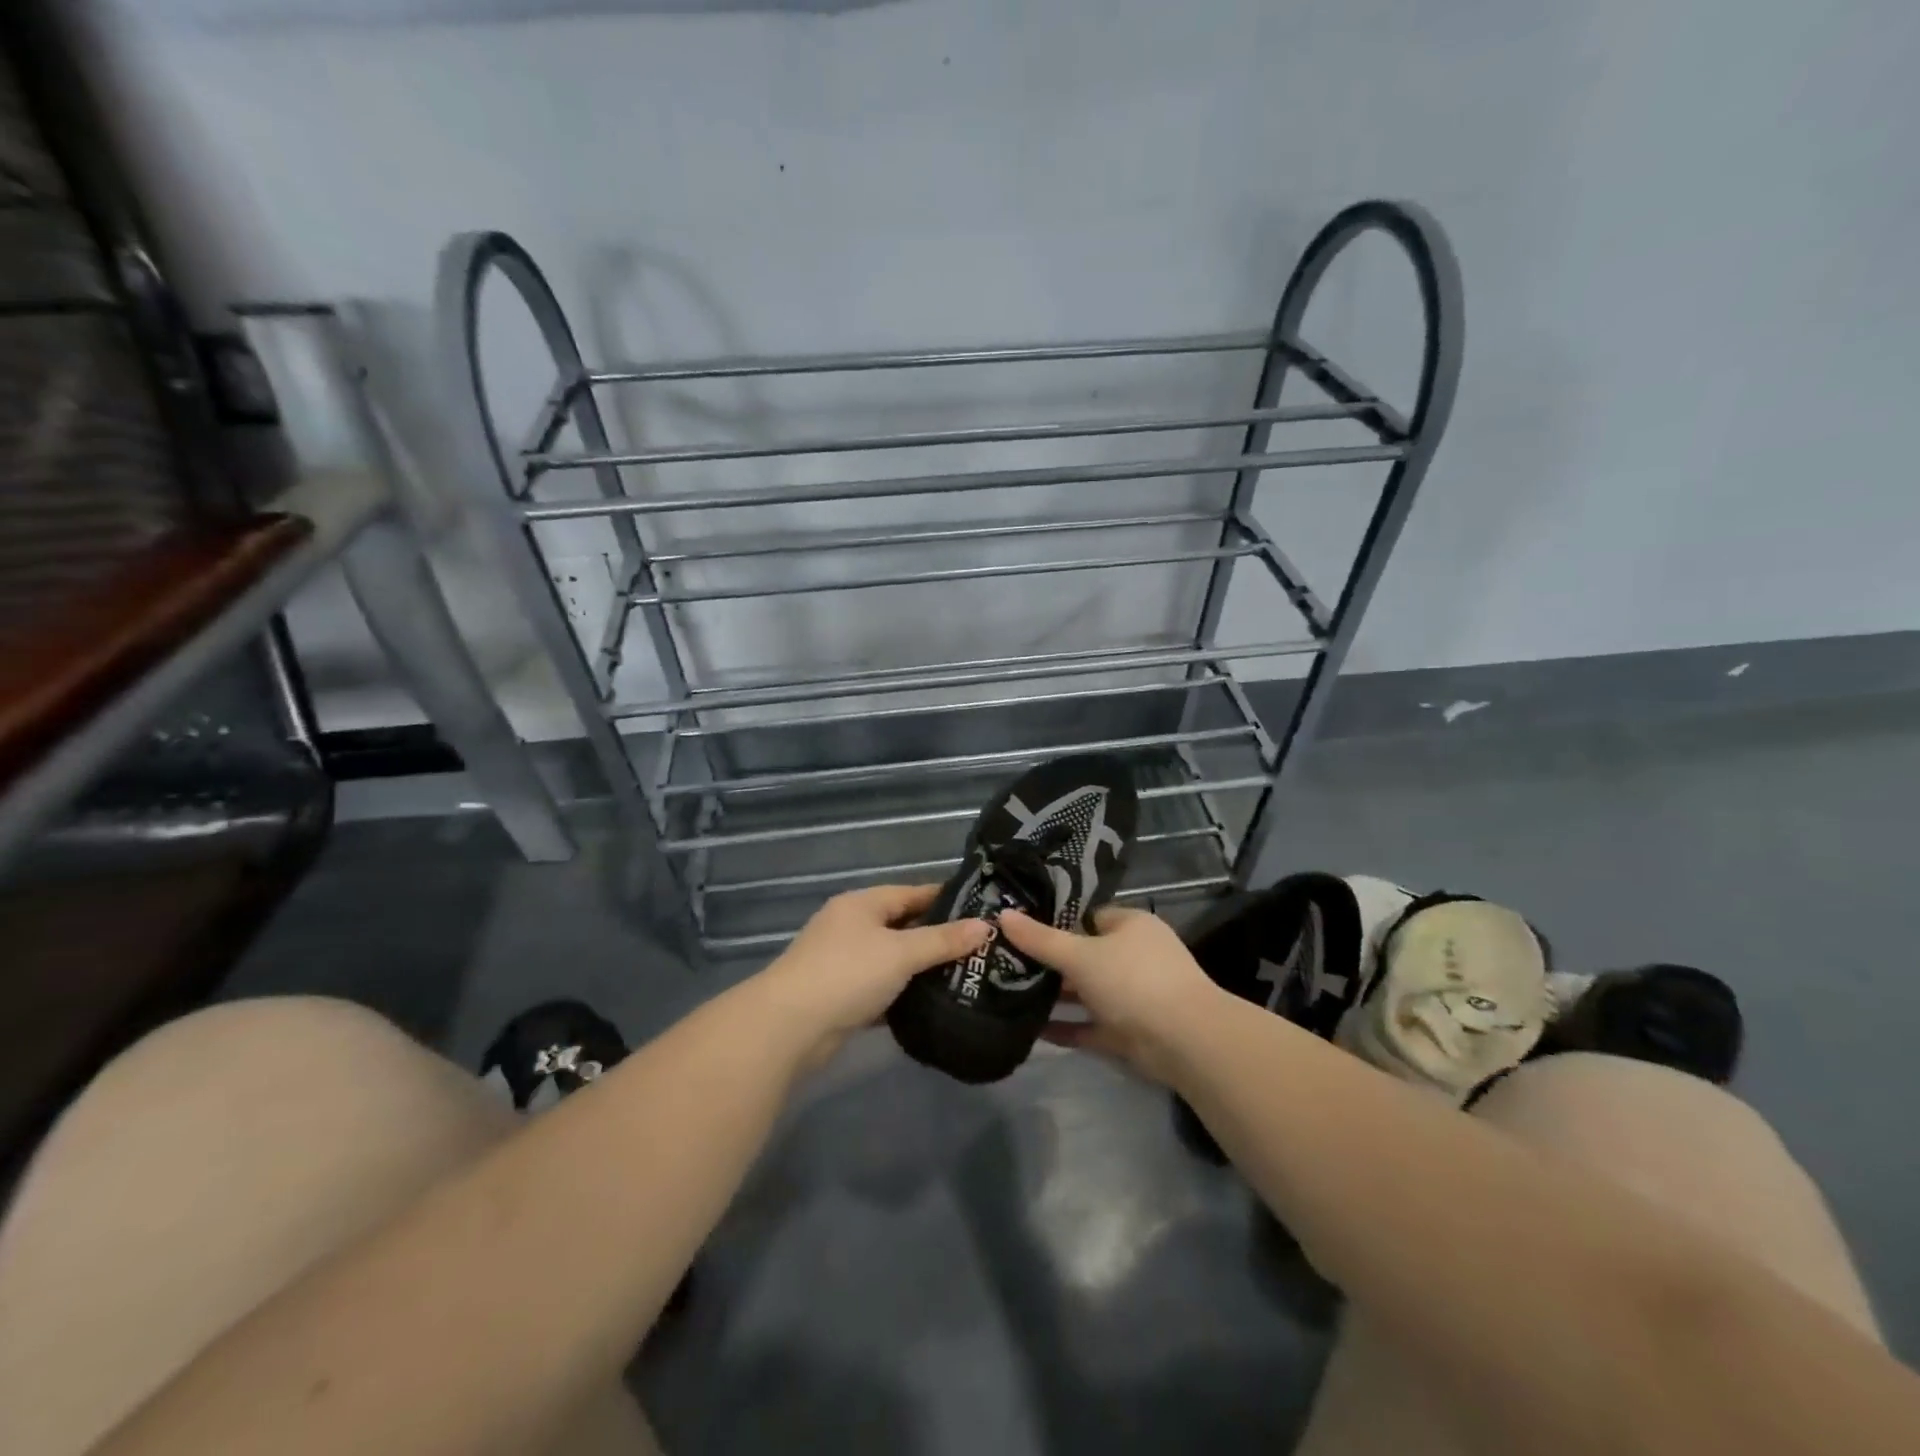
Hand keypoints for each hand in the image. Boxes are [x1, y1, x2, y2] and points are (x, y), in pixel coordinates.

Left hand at [758, 884, 989, 1071]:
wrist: (788, 1027)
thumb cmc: (847, 974)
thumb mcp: (901, 953)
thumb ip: (943, 940)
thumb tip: (986, 926)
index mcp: (862, 904)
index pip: (913, 893)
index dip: (947, 900)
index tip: (983, 911)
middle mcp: (851, 926)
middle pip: (903, 926)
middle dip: (939, 937)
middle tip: (981, 949)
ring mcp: (844, 962)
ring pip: (893, 959)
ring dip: (922, 968)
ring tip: (966, 976)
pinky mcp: (842, 996)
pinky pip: (882, 988)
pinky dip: (904, 994)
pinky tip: (933, 1004)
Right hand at [998, 905, 1224, 1084]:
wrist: (1186, 1041)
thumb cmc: (1133, 980)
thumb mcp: (1080, 955)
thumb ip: (1040, 939)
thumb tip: (1003, 915)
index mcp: (1130, 926)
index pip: (1088, 916)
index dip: (1056, 921)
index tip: (1020, 929)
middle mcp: (1134, 956)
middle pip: (1085, 955)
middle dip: (1051, 962)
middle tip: (1007, 963)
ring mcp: (1134, 996)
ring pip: (1087, 992)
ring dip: (1057, 996)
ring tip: (1010, 994)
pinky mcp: (1131, 1032)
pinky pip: (1091, 1026)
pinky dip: (1067, 1028)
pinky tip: (1032, 1030)